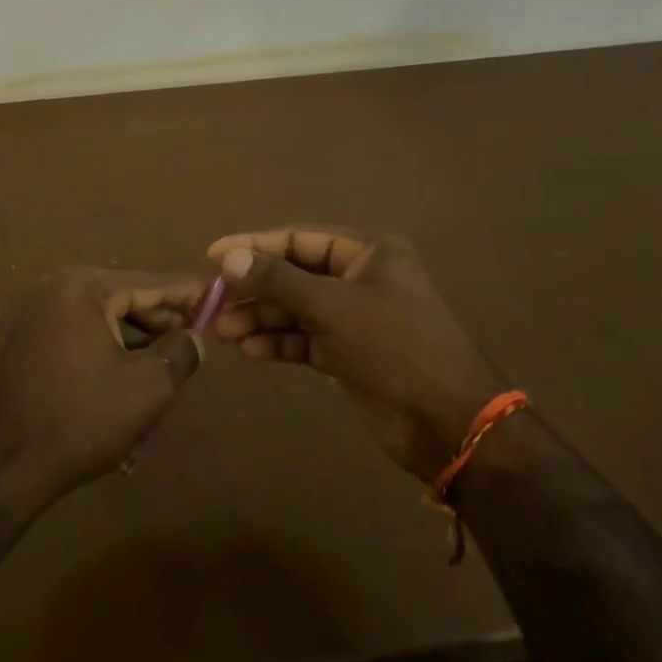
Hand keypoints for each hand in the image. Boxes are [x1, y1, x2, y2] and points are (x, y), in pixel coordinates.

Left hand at [0, 269, 204, 513]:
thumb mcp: (147, 387)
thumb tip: (195, 338)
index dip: (188, 293)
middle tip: (199, 336)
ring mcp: (40, 315)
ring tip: (171, 359)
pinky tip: (133, 372)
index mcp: (85, 288)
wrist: (4, 465)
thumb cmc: (81, 419)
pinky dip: (111, 346)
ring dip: (138, 335)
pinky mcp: (30, 341)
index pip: (150, 283)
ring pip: (105, 316)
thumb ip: (180, 353)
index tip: (219, 296)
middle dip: (163, 317)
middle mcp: (59, 289)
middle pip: (126, 295)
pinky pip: (83, 332)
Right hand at [206, 228, 505, 482]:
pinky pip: (304, 340)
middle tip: (213, 302)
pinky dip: (278, 343)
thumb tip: (228, 258)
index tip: (213, 256)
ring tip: (224, 331)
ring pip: (295, 310)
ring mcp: (354, 318)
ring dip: (261, 318)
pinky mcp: (348, 354)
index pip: (299, 238)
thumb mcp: (332, 306)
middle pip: (294, 275)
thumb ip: (277, 280)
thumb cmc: (394, 346)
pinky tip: (248, 351)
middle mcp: (359, 278)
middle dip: (255, 289)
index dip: (255, 245)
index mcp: (367, 252)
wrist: (448, 423)